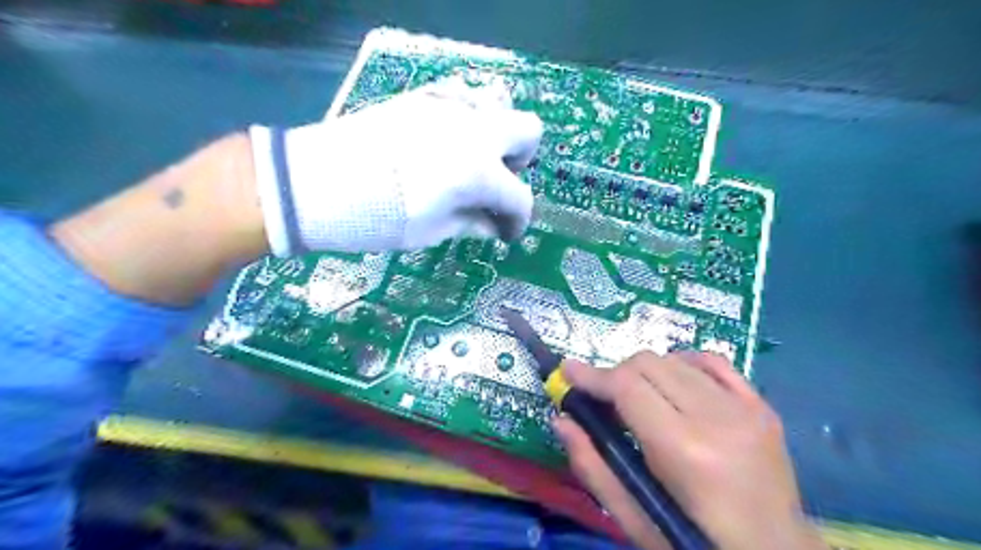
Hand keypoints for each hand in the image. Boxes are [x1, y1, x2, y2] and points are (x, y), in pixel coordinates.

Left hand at [249, 74, 543, 254]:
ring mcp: (449, 106)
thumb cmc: (377, 218)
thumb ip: (472, 223)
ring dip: (498, 134)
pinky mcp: (423, 96)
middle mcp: (474, 131)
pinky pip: (463, 96)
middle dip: (521, 161)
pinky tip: (448, 139)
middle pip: (528, 131)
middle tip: (496, 185)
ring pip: (500, 104)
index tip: (505, 233)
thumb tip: (494, 225)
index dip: (517, 220)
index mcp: (478, 172)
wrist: (315, 183)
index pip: (520, 197)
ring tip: (473, 159)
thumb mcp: (431, 231)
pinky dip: (469, 117)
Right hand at [554, 352, 820, 548]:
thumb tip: (561, 420)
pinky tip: (674, 383)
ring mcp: (745, 408)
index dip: (592, 375)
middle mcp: (717, 418)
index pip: (627, 387)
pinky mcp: (761, 406)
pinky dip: (683, 364)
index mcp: (684, 450)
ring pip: (675, 359)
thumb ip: (593, 466)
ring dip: (646, 372)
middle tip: (605, 400)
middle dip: (616, 375)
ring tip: (640, 399)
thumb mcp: (636, 519)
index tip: (568, 371)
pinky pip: (712, 361)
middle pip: (648, 364)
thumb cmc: (695, 543)